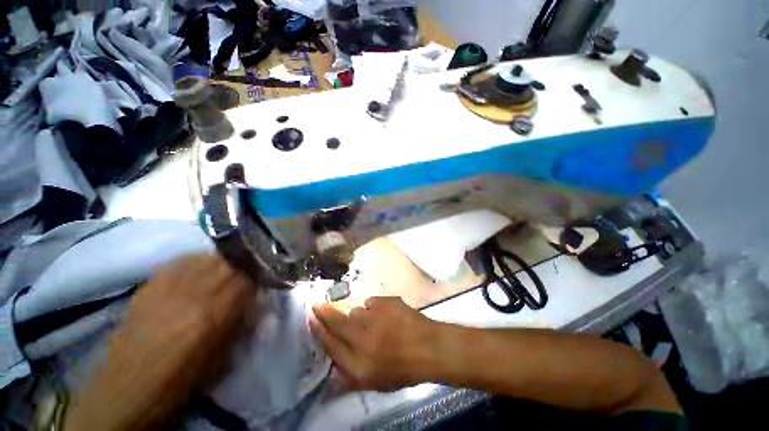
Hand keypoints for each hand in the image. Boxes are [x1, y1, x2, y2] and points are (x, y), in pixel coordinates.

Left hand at [65, 255, 256, 430]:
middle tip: (249, 268)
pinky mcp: (150, 285)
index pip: (248, 278)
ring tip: (227, 265)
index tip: (265, 276)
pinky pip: (180, 261)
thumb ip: (244, 320)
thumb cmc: (183, 375)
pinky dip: (196, 260)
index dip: (260, 273)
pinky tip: (199, 266)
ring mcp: (169, 286)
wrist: (131, 384)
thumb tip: (260, 300)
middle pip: (229, 262)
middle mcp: (194, 293)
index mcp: (215, 312)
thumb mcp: (225, 353)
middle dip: (245, 263)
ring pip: (206, 257)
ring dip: (222, 259)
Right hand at [310, 297, 440, 391]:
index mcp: (358, 362)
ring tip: (370, 323)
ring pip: (355, 310)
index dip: (318, 330)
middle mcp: (363, 337)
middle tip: (317, 306)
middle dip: (324, 312)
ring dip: (356, 316)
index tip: (311, 319)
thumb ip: (348, 379)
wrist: (429, 347)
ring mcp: (375, 316)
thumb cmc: (403, 370)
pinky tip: (385, 316)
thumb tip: (329, 376)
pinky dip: (374, 308)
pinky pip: (371, 302)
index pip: (330, 343)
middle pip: (336, 321)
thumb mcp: (375, 383)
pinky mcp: (386, 302)